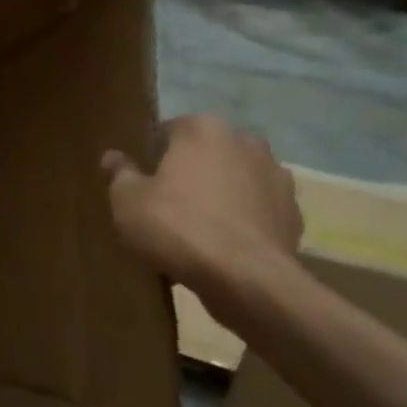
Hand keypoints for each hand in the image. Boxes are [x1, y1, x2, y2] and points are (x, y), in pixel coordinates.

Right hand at [102, 115, 301, 302]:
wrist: (244, 276)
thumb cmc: (176, 226)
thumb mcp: (127, 201)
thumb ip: (119, 173)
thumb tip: (112, 156)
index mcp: (202, 130)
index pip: (168, 130)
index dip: (151, 155)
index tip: (140, 181)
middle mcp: (245, 141)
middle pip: (206, 153)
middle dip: (189, 171)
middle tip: (165, 203)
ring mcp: (276, 175)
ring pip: (235, 180)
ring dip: (218, 194)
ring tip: (195, 227)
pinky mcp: (293, 211)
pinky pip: (256, 209)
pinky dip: (241, 220)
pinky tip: (222, 245)